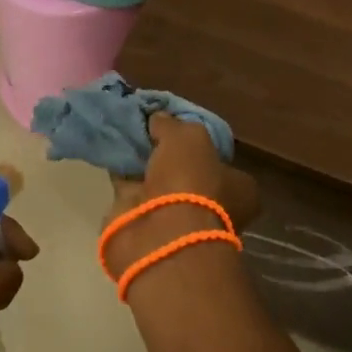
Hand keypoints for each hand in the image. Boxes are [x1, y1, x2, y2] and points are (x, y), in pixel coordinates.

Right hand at [105, 114, 259, 274]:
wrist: (159, 234)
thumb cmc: (191, 182)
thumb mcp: (188, 137)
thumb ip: (173, 125)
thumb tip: (159, 118)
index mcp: (239, 190)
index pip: (223, 162)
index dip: (204, 146)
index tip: (182, 129)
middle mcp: (213, 208)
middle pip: (189, 174)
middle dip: (169, 157)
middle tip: (149, 131)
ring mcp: (178, 220)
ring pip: (159, 183)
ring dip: (144, 165)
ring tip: (126, 136)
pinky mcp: (145, 226)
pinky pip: (132, 192)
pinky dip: (122, 175)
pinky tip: (111, 153)